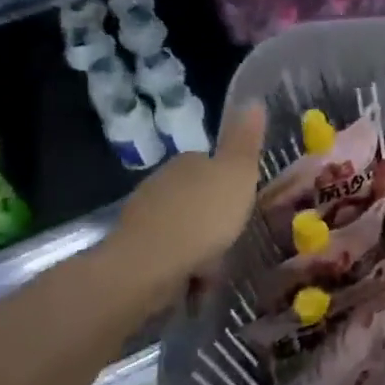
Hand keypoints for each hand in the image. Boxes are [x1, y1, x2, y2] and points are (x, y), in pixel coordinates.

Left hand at [89, 103, 266, 311]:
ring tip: (214, 269)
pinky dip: (180, 266)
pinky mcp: (131, 249)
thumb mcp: (238, 174)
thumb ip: (245, 142)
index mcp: (187, 161)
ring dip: (196, 244)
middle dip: (212, 217)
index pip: (212, 163)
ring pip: (180, 226)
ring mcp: (142, 216)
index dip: (230, 183)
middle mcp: (161, 182)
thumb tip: (253, 100)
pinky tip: (192, 284)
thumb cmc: (202, 216)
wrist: (147, 266)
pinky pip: (166, 254)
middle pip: (195, 196)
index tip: (244, 205)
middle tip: (232, 239)